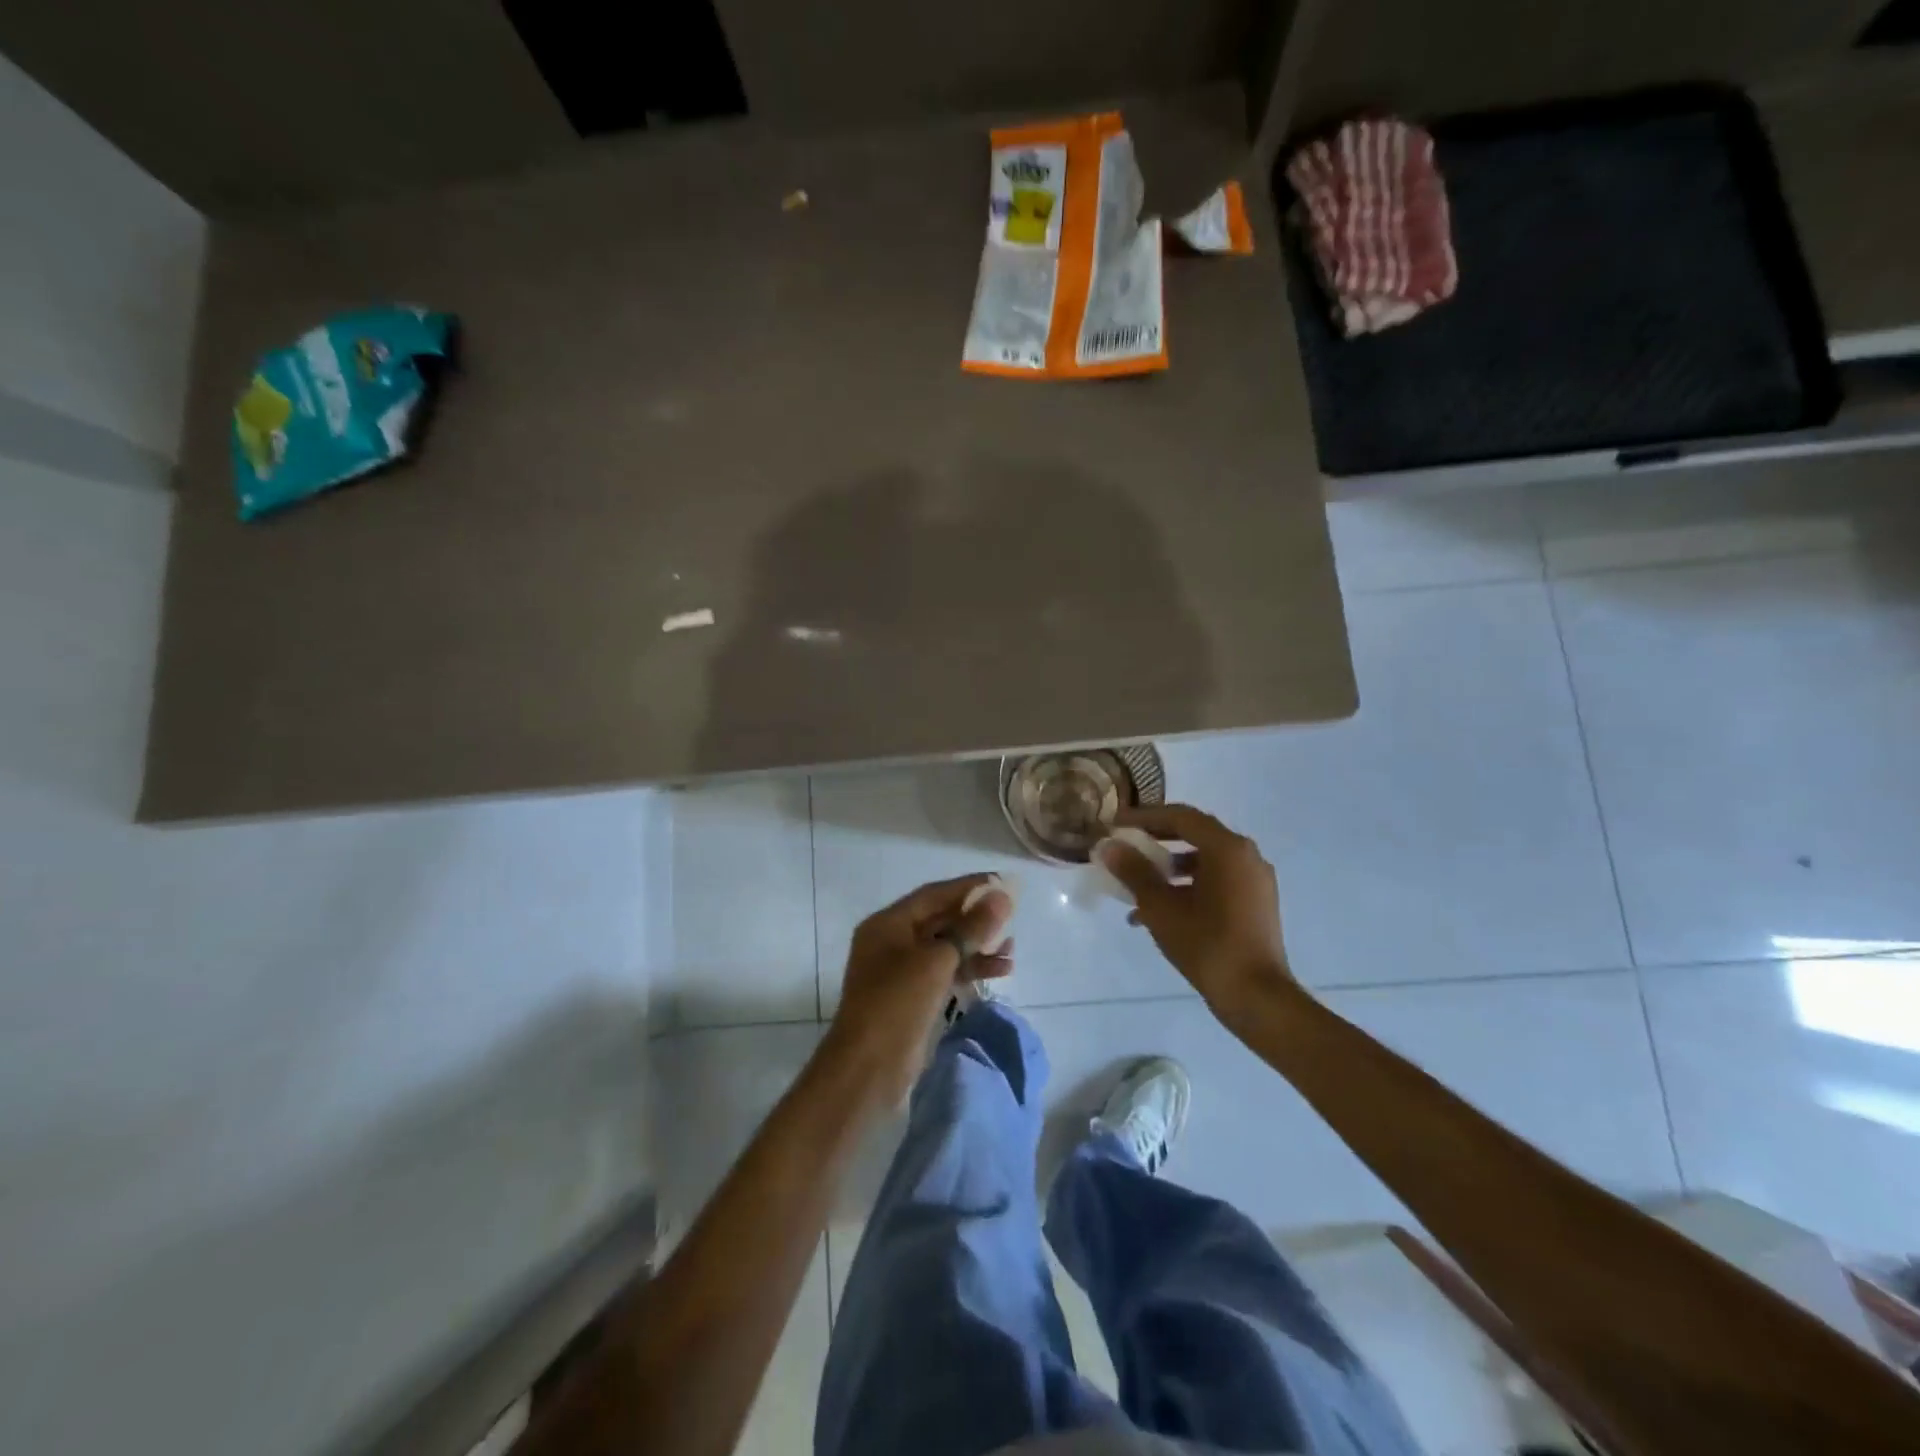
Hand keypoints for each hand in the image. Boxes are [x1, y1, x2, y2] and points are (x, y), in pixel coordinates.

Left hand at [824, 875, 1013, 1104]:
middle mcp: (892, 941)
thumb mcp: (937, 961)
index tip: (1003, 882)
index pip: (934, 894)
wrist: (868, 1069)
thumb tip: (1002, 897)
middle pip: (940, 919)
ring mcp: (901, 971)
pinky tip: (1001, 970)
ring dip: (978, 946)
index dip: (970, 887)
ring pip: (946, 947)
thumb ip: (971, 928)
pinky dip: (970, 969)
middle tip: (1013, 914)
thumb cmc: (897, 1004)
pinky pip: (946, 972)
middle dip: (976, 918)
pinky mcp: (913, 997)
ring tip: (1013, 948)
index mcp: (888, 923)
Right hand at [1098, 804, 1291, 1018]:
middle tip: (1125, 847)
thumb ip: (1134, 871)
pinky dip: (1188, 886)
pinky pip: (1217, 881)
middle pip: (1194, 835)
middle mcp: (1246, 856)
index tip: (1116, 823)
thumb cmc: (1207, 945)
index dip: (1144, 817)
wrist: (1257, 997)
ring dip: (1169, 868)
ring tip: (1137, 888)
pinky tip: (1161, 913)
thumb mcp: (1161, 907)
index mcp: (1227, 848)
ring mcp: (1255, 880)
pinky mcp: (1257, 903)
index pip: (1181, 817)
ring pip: (1205, 861)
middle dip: (1156, 841)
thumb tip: (1109, 846)